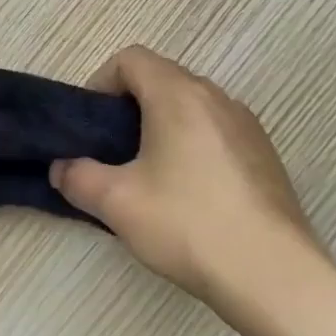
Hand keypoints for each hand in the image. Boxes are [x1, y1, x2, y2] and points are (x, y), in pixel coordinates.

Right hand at [50, 45, 329, 314]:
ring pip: (191, 106)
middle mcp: (216, 97)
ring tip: (148, 174)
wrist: (275, 277)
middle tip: (112, 151)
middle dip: (129, 106)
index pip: (131, 58)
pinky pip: (216, 132)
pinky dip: (193, 145)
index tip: (92, 125)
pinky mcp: (265, 156)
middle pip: (162, 79)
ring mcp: (247, 126)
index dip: (101, 82)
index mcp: (178, 94)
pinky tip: (189, 195)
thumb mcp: (116, 202)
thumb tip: (60, 169)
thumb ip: (77, 177)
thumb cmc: (188, 224)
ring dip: (162, 126)